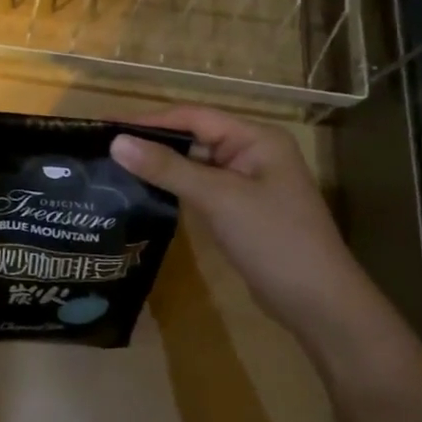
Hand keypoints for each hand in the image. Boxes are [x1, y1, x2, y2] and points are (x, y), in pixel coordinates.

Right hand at [109, 107, 380, 340]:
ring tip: (112, 168)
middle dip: (150, 142)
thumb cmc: (274, 240)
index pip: (193, 117)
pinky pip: (199, 189)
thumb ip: (167, 168)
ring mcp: (246, 184)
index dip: (148, 120)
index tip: (105, 126)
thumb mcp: (218, 199)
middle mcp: (252, 153)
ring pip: (193, 165)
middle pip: (192, 138)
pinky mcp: (239, 210)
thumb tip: (116, 142)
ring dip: (159, 166)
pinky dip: (173, 188)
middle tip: (102, 148)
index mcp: (255, 139)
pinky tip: (142, 193)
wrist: (319, 304)